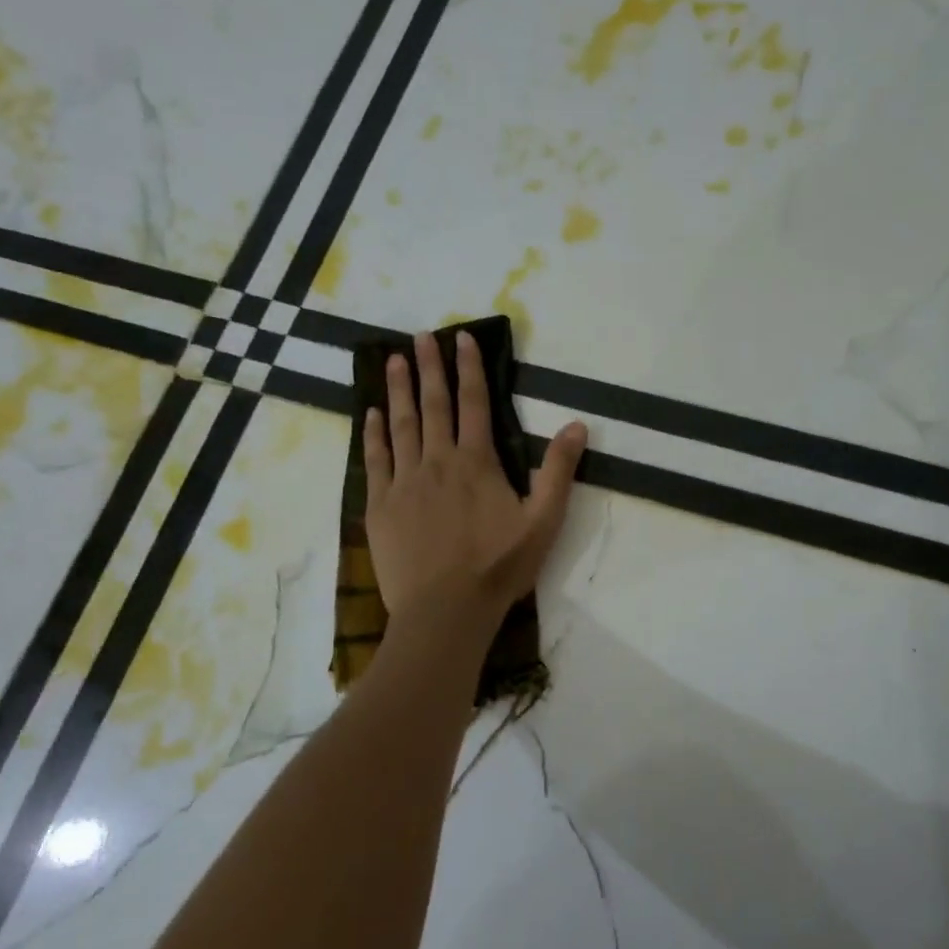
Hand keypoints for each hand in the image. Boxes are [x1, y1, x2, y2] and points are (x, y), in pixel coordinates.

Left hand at [364, 331, 587, 619]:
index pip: (474, 403)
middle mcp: (437, 461)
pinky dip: (373, 434)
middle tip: (420, 336)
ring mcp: (404, 482)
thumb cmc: (498, 568)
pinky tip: (371, 414)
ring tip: (393, 360)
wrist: (445, 611)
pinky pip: (375, 460)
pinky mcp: (380, 506)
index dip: (469, 368)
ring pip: (401, 425)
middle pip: (433, 405)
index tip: (461, 338)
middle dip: (429, 367)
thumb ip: (559, 471)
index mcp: (476, 462)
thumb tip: (577, 425)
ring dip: (398, 390)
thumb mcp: (543, 521)